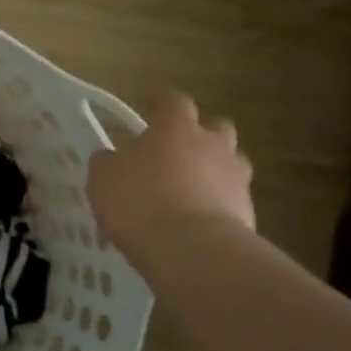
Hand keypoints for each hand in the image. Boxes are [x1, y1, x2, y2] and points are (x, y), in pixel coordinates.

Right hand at [87, 91, 254, 264]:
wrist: (191, 249)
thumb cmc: (140, 201)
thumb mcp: (103, 178)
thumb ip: (107, 162)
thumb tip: (110, 157)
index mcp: (176, 128)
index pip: (173, 101)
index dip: (161, 104)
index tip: (150, 109)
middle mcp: (213, 144)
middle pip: (216, 127)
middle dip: (199, 136)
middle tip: (176, 152)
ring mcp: (236, 178)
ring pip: (230, 163)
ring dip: (213, 170)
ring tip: (189, 190)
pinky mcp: (248, 211)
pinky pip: (231, 198)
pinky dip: (217, 204)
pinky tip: (196, 223)